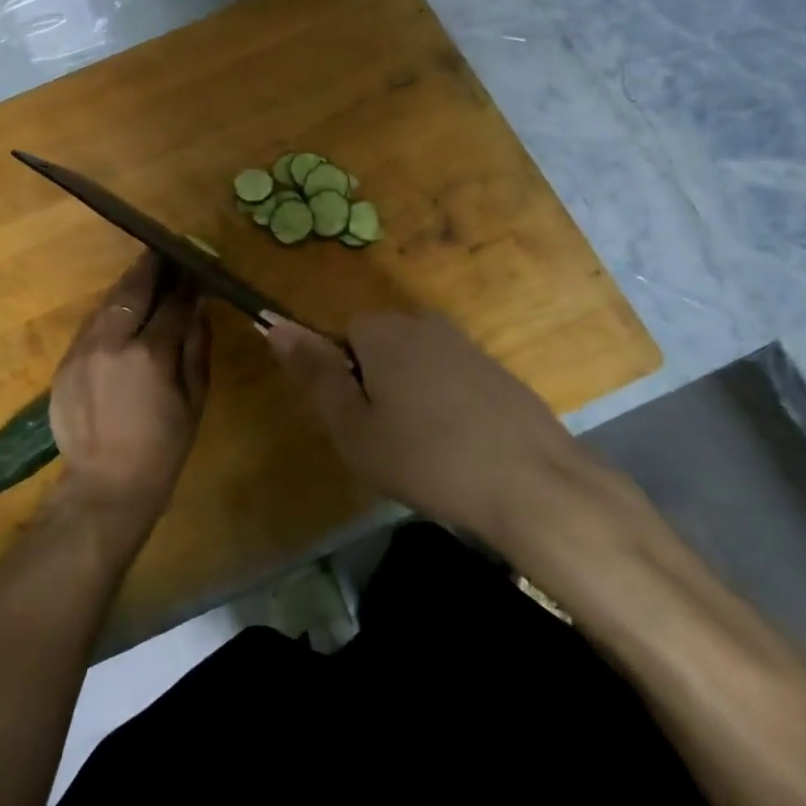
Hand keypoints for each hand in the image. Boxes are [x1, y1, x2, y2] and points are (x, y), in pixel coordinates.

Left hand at [48, 253, 211, 529]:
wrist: (105, 485)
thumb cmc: (162, 448)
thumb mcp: (194, 400)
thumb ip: (196, 348)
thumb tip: (200, 307)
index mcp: (150, 354)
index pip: (173, 303)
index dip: (187, 282)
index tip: (196, 267)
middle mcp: (112, 342)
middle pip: (132, 291)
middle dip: (150, 268)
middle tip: (163, 251)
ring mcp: (83, 351)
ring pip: (106, 304)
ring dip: (127, 287)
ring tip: (144, 275)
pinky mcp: (65, 363)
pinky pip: (91, 326)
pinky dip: (109, 314)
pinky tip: (121, 313)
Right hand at [265, 312, 613, 545]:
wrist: (531, 482)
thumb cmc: (425, 457)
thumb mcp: (353, 426)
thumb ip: (314, 371)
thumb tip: (273, 324)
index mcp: (383, 331)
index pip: (342, 335)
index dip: (344, 378)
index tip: (358, 421)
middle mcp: (423, 324)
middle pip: (380, 345)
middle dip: (376, 382)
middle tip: (387, 438)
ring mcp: (465, 344)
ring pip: (416, 363)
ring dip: (411, 394)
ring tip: (425, 447)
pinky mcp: (496, 369)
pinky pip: (451, 377)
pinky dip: (447, 404)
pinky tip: (460, 445)